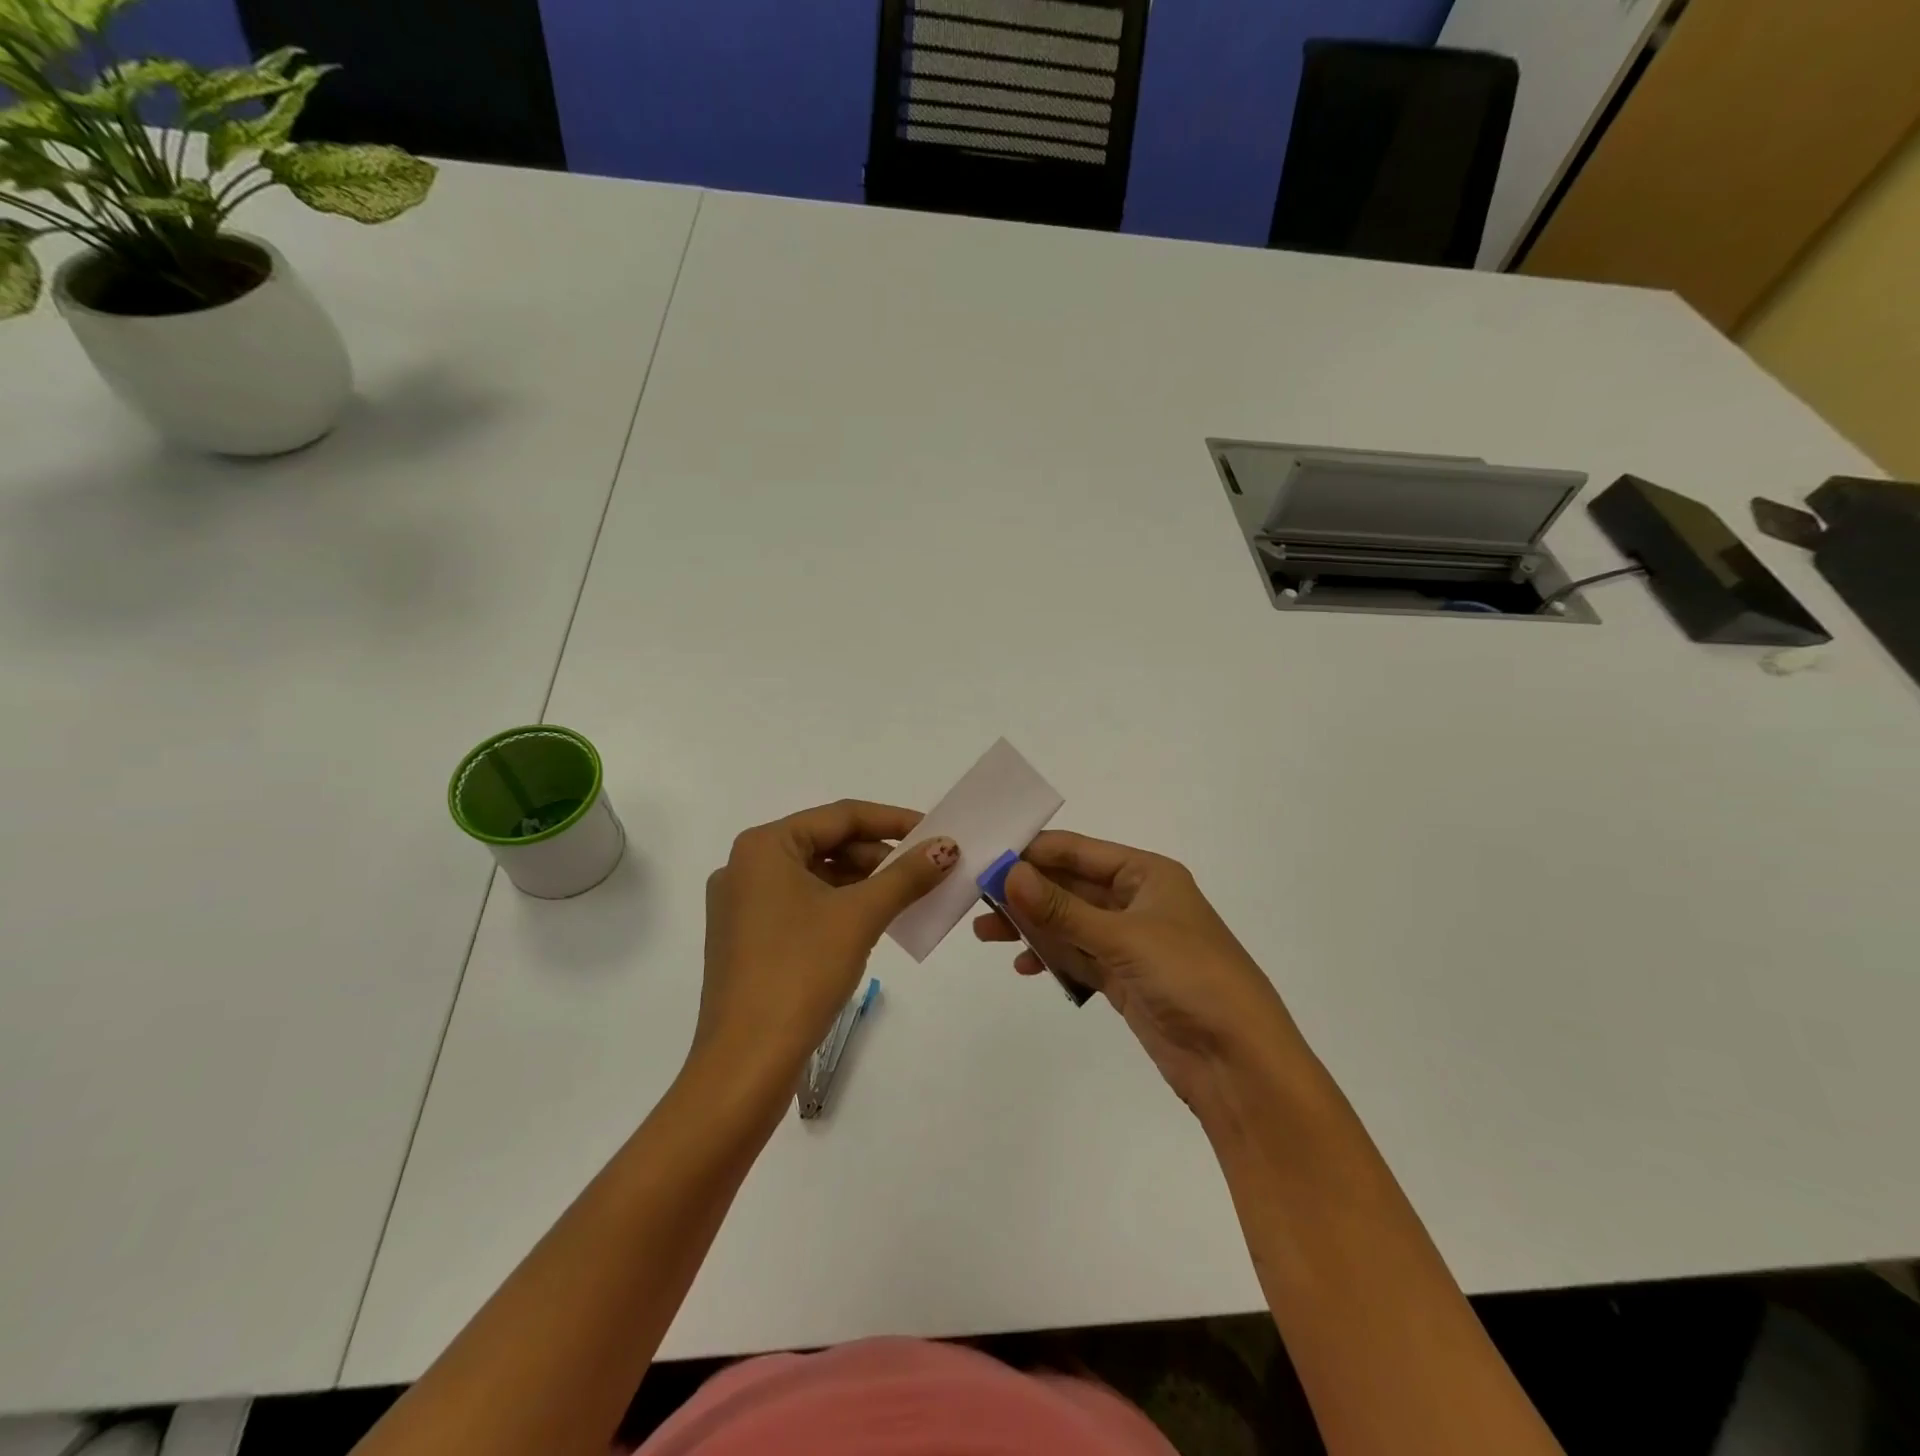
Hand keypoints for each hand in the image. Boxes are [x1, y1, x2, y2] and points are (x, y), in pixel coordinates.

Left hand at [697, 800, 957, 1091]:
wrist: (746, 1062)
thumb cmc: (800, 971)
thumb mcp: (860, 916)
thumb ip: (906, 875)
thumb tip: (946, 847)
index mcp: (763, 847)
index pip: (841, 816)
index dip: (893, 820)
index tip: (935, 831)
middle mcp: (745, 867)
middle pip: (827, 844)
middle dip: (879, 855)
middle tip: (925, 869)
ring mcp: (742, 906)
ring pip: (815, 876)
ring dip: (862, 882)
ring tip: (907, 895)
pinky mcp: (747, 940)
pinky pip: (802, 905)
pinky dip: (839, 906)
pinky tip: (872, 922)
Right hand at [973, 830, 1309, 1114]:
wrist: (1239, 1063)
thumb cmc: (1190, 978)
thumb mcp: (1123, 937)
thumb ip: (1062, 908)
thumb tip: (1007, 873)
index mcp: (1147, 874)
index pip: (1079, 851)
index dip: (1033, 851)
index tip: (985, 855)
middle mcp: (1139, 901)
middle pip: (1071, 887)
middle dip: (1026, 892)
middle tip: (975, 898)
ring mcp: (1133, 942)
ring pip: (1070, 923)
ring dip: (1032, 926)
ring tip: (984, 933)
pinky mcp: (1127, 979)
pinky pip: (1079, 957)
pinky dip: (1052, 958)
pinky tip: (1024, 966)